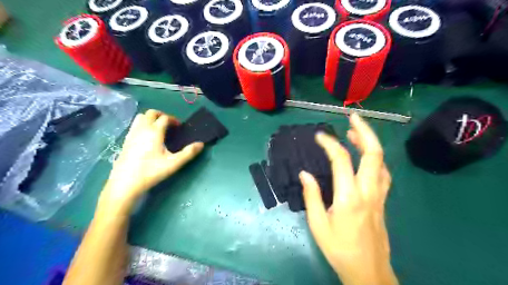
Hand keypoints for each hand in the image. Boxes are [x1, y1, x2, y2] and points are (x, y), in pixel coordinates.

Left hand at [98, 109, 202, 212]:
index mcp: (154, 132)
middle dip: (162, 115)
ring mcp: (132, 134)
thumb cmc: (151, 171)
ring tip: (158, 128)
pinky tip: (147, 137)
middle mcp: (142, 129)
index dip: (174, 120)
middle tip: (170, 125)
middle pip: (151, 113)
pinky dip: (142, 124)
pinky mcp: (126, 140)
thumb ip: (188, 153)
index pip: (165, 118)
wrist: (125, 183)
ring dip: (151, 118)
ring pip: (140, 117)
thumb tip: (201, 144)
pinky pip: (134, 125)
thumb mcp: (173, 163)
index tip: (179, 127)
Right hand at [298, 113, 397, 284]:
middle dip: (364, 131)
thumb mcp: (319, 224)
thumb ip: (312, 196)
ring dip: (370, 143)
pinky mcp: (383, 200)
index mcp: (349, 197)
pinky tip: (365, 157)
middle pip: (373, 153)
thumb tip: (305, 174)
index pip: (341, 160)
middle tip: (353, 117)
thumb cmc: (339, 249)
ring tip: (355, 133)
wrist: (368, 271)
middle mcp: (368, 191)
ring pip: (381, 162)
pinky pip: (382, 173)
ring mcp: (379, 195)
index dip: (330, 144)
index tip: (319, 136)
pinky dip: (374, 158)